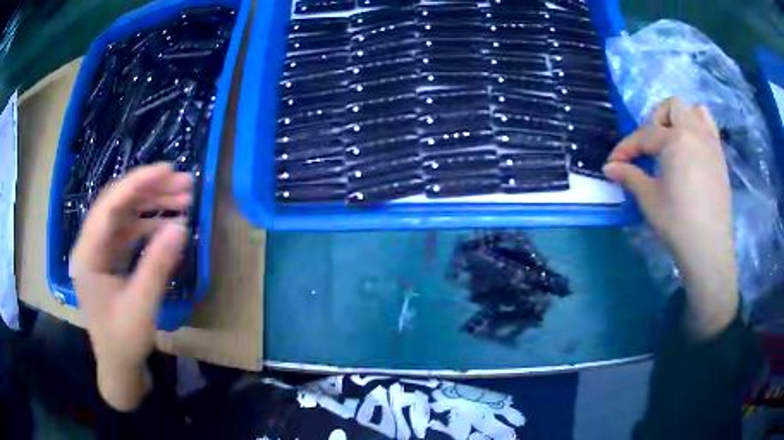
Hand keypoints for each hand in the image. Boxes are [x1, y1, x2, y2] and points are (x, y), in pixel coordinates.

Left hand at [70, 163, 192, 410]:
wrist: (119, 368)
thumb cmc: (124, 343)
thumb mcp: (141, 308)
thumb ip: (157, 266)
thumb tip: (182, 227)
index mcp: (88, 255)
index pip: (109, 206)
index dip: (137, 183)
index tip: (168, 170)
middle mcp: (91, 246)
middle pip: (118, 205)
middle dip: (151, 191)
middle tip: (185, 185)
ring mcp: (101, 253)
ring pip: (126, 216)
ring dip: (153, 205)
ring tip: (184, 200)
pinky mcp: (111, 261)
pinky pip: (130, 233)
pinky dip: (150, 226)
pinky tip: (170, 226)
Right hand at [604, 97, 737, 339]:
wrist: (709, 249)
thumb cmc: (677, 222)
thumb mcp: (649, 199)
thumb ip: (629, 176)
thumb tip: (609, 167)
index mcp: (675, 139)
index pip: (645, 135)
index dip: (626, 148)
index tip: (613, 163)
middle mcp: (695, 132)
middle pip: (672, 107)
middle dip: (656, 120)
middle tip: (650, 147)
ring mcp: (711, 143)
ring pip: (695, 111)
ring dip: (680, 119)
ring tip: (673, 142)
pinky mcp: (720, 158)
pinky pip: (709, 128)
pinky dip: (697, 130)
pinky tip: (690, 153)